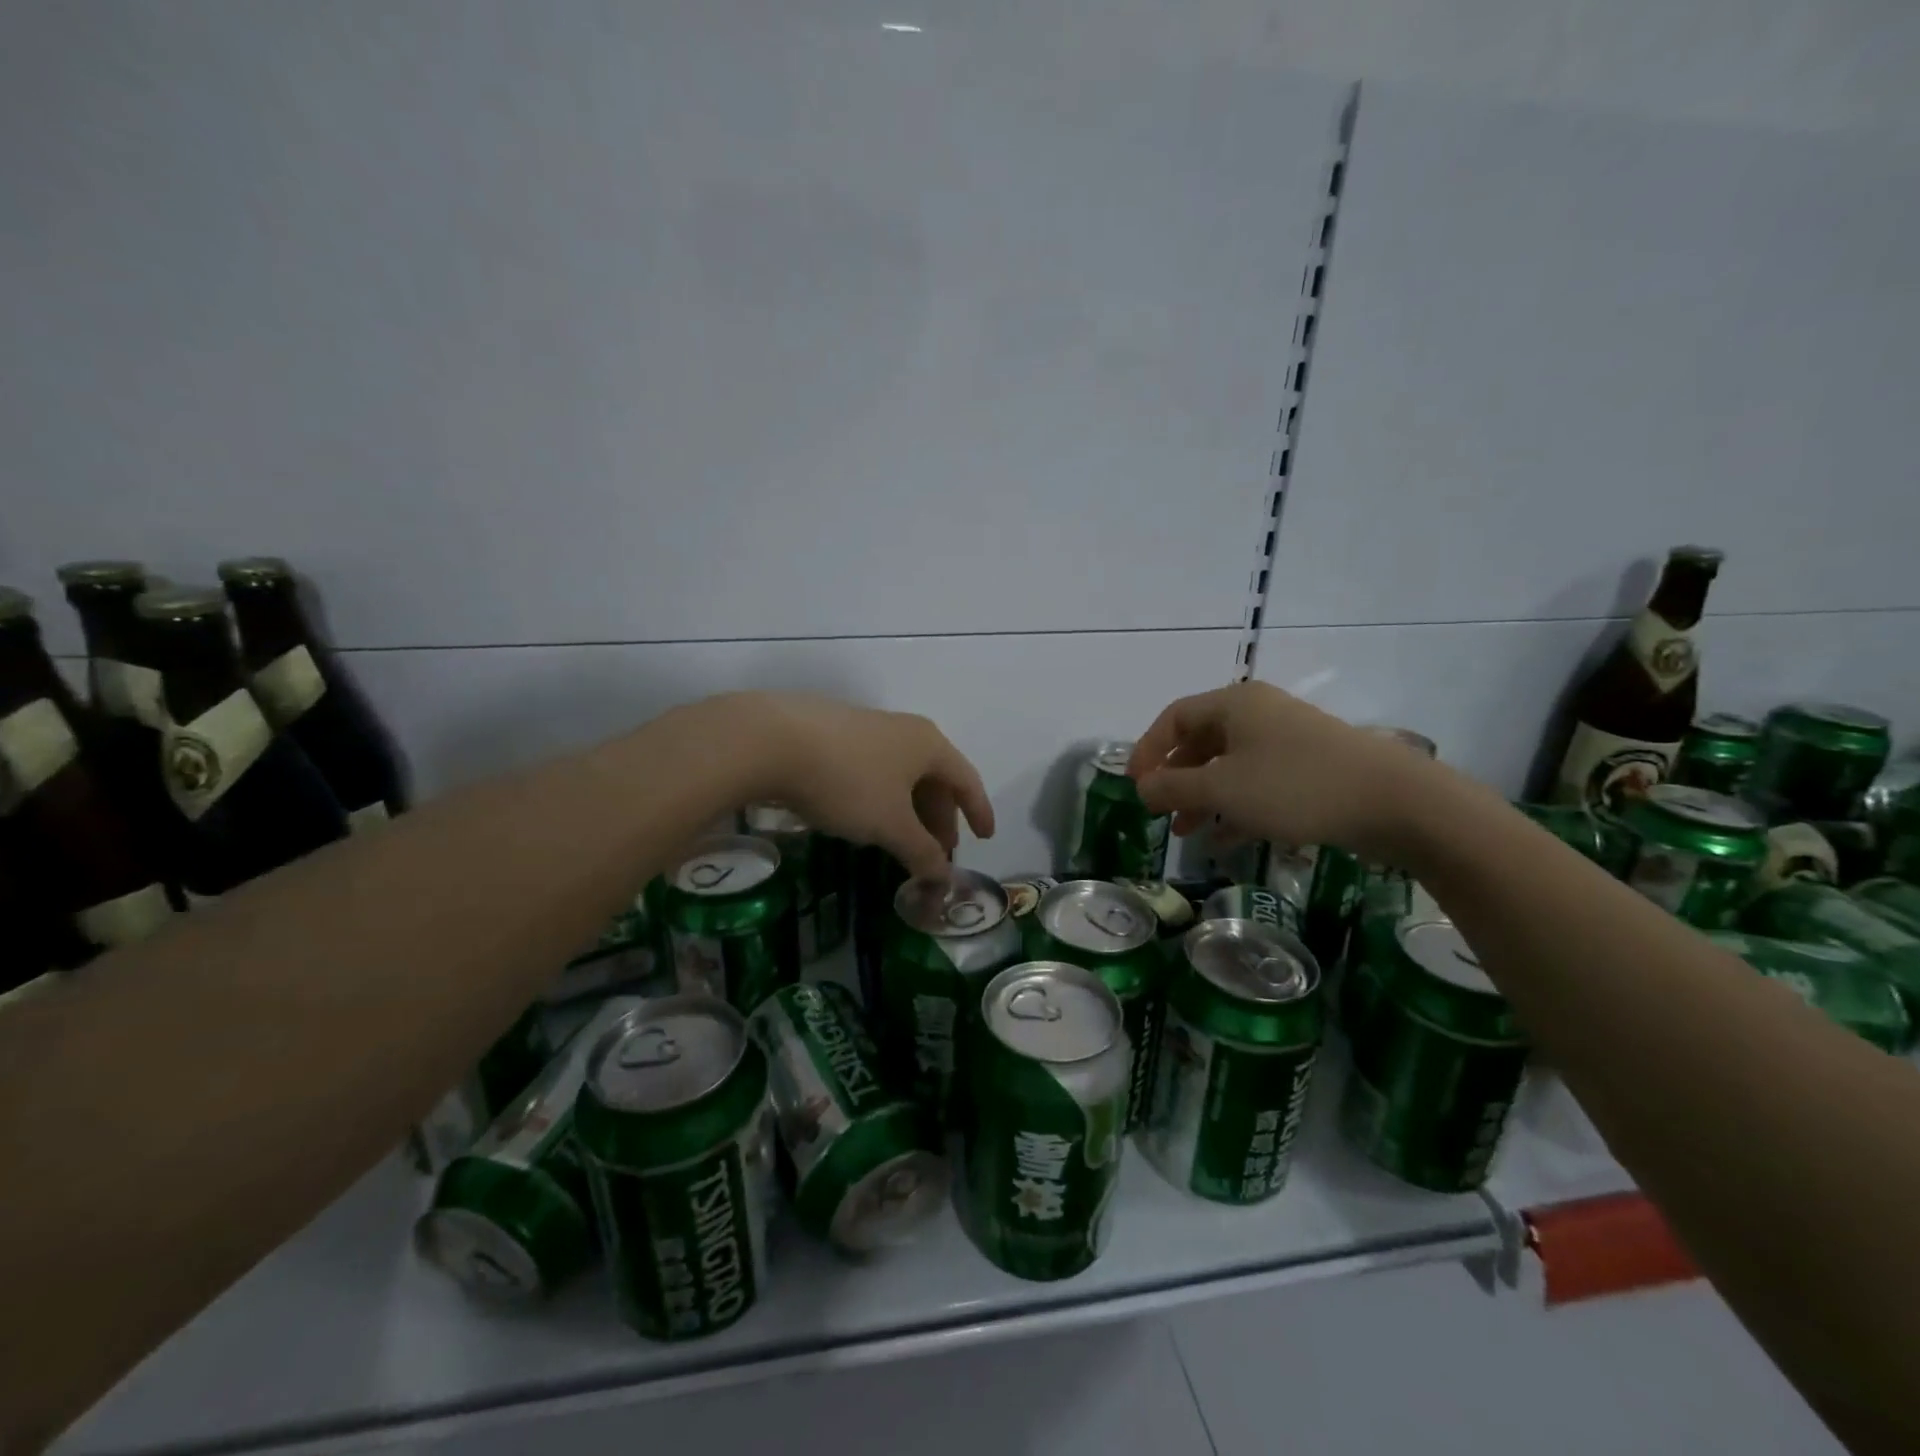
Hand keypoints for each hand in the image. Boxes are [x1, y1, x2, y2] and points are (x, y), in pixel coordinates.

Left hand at [731, 693, 993, 878]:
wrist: (771, 739)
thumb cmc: (848, 781)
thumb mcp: (891, 825)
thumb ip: (922, 852)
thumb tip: (944, 878)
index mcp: (929, 745)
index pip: (967, 781)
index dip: (979, 812)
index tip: (985, 838)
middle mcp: (905, 730)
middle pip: (935, 778)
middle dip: (939, 818)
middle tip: (936, 852)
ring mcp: (868, 728)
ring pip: (902, 774)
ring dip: (909, 810)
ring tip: (901, 840)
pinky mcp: (835, 734)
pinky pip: (874, 770)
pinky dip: (882, 798)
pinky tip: (864, 816)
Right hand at [1128, 682, 1438, 860]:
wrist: (1392, 801)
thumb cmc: (1293, 785)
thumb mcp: (1222, 788)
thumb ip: (1173, 788)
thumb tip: (1142, 788)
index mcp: (1233, 704)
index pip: (1174, 717)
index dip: (1147, 749)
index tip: (1134, 785)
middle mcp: (1258, 714)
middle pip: (1201, 742)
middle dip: (1175, 779)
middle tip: (1159, 810)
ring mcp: (1287, 740)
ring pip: (1229, 766)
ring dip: (1203, 797)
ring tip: (1186, 832)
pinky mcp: (1309, 768)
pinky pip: (1257, 783)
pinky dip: (1235, 807)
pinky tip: (1224, 841)